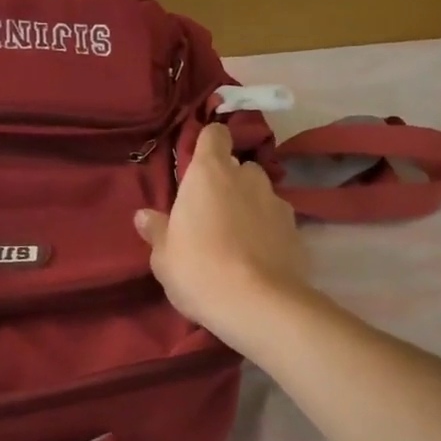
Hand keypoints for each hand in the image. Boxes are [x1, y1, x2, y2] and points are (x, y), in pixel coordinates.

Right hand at [134, 122, 312, 351]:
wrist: (259, 305)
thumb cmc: (199, 271)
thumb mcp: (164, 257)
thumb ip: (157, 231)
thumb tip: (144, 216)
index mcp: (210, 174)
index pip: (215, 135)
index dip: (208, 145)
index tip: (198, 166)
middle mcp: (247, 178)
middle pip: (239, 168)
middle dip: (228, 184)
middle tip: (212, 216)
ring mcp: (277, 203)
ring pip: (260, 195)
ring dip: (249, 208)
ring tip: (238, 242)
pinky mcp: (297, 230)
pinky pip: (276, 223)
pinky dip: (268, 233)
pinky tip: (258, 261)